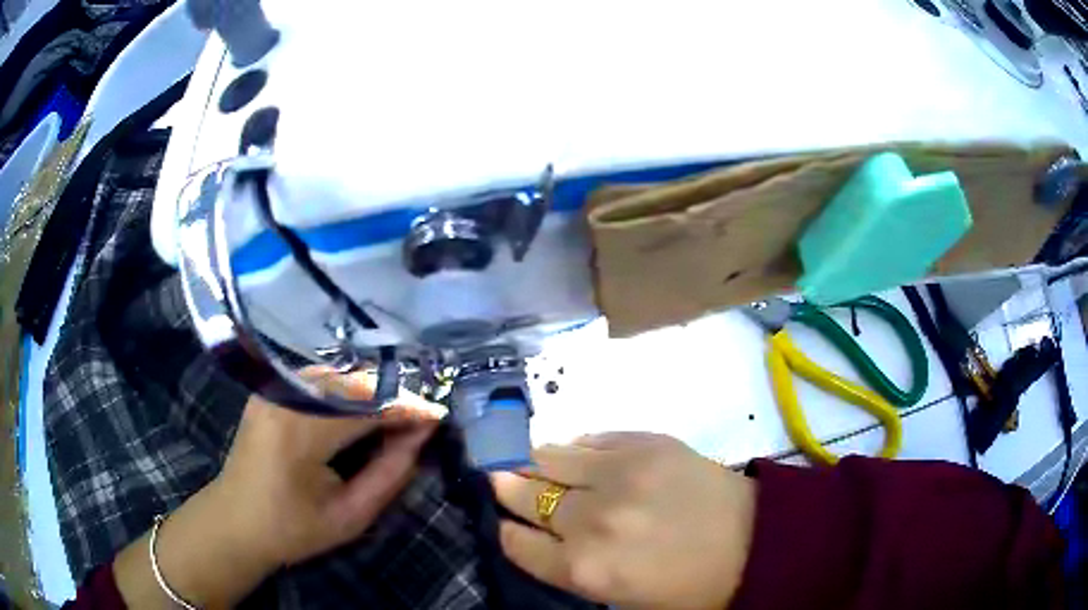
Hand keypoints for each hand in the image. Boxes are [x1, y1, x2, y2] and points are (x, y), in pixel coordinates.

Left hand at [208, 369, 445, 567]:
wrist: (235, 521)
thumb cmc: (293, 529)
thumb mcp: (350, 515)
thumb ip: (390, 472)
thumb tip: (421, 433)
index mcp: (300, 433)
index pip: (366, 406)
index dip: (406, 408)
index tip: (439, 417)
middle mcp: (284, 397)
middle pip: (353, 382)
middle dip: (393, 396)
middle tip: (422, 419)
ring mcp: (273, 389)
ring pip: (338, 376)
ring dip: (372, 392)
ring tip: (399, 416)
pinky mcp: (269, 390)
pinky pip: (320, 380)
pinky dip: (348, 391)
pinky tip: (364, 410)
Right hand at [490, 432, 755, 609]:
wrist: (755, 542)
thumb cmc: (688, 586)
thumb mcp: (620, 596)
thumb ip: (572, 568)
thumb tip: (539, 536)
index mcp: (584, 569)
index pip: (517, 543)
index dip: (506, 530)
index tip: (503, 522)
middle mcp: (591, 520)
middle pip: (524, 494)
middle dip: (506, 487)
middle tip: (496, 476)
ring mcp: (619, 474)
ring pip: (550, 456)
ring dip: (532, 460)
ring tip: (524, 458)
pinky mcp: (647, 442)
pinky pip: (591, 438)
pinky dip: (575, 447)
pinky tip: (573, 452)